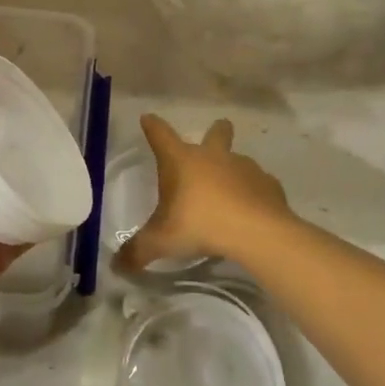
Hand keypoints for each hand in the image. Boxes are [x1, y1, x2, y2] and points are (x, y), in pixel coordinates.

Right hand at [116, 114, 293, 270]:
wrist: (256, 231)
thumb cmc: (200, 225)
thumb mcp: (161, 241)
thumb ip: (138, 251)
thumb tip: (116, 266)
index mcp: (181, 161)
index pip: (160, 135)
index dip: (152, 127)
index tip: (148, 119)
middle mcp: (212, 156)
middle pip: (215, 132)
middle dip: (216, 130)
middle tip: (216, 131)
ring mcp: (244, 167)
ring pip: (238, 160)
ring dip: (233, 170)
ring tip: (230, 193)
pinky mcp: (268, 184)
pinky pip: (259, 184)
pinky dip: (254, 193)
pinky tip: (251, 210)